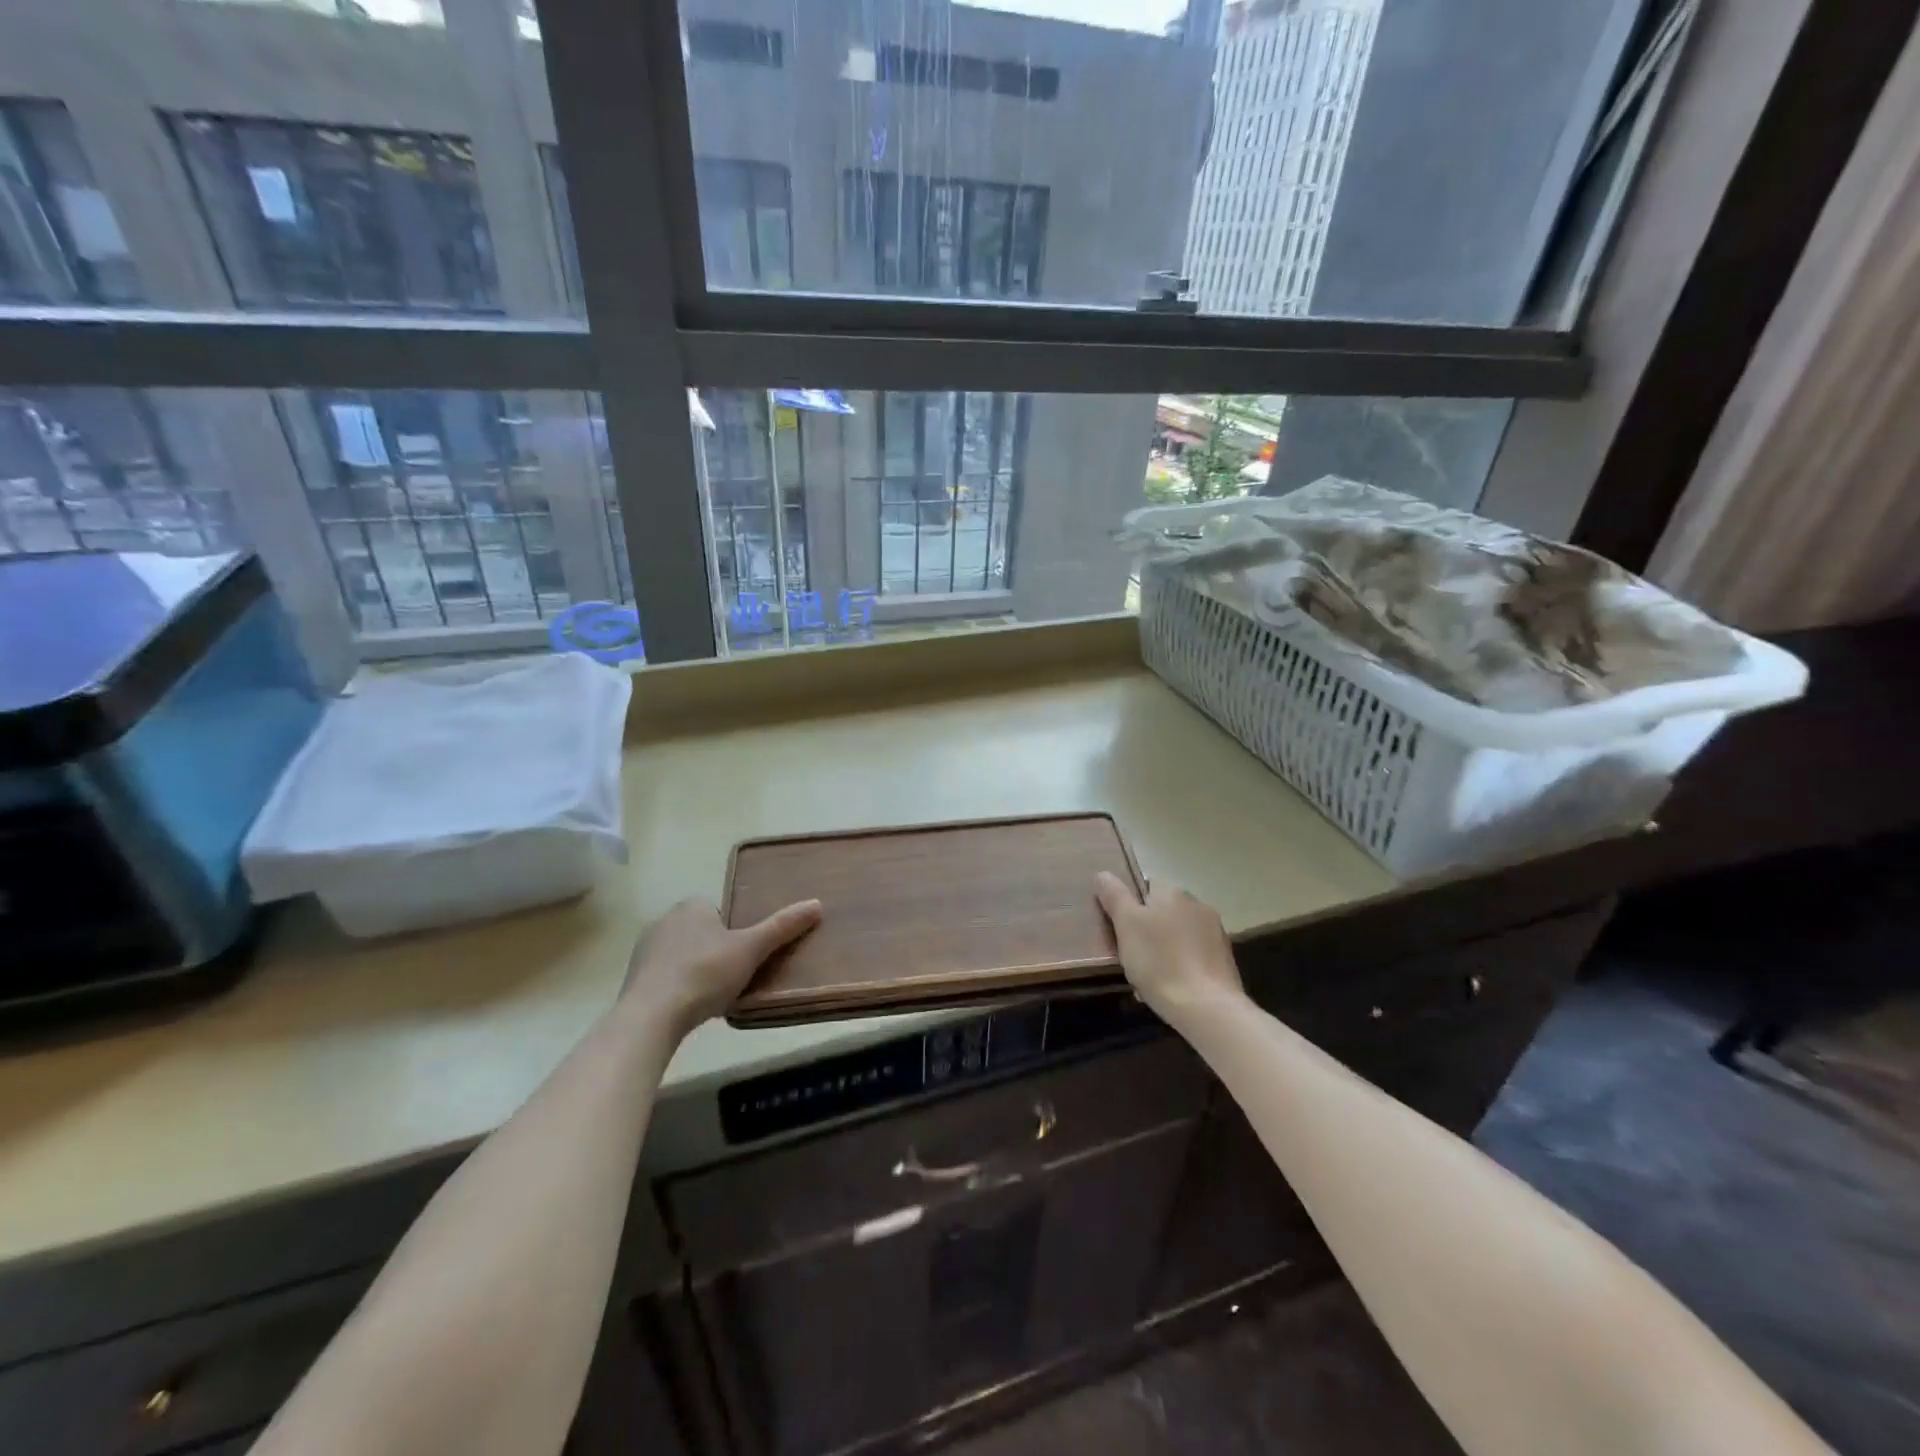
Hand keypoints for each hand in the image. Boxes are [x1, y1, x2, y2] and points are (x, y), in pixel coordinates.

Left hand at [620, 897, 821, 1038]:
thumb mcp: (751, 949)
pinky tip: (689, 1008)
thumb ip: (782, 927)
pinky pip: (665, 977)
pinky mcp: (633, 979)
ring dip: (696, 971)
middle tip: (734, 978)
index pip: (721, 912)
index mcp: (691, 906)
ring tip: (713, 997)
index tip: (746, 957)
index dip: (735, 933)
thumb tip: (817, 903)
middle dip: (716, 952)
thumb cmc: (705, 974)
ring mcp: (645, 950)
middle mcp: (664, 920)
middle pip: (702, 933)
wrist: (651, 1016)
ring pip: (682, 955)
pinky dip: (677, 988)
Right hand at [1094, 873, 1242, 1024]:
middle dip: (1147, 929)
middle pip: (1163, 910)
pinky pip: (1193, 956)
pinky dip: (1181, 966)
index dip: (1130, 905)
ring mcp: (1215, 932)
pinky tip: (1171, 987)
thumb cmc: (1159, 961)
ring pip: (1178, 934)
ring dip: (1164, 948)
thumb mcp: (1126, 925)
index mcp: (1172, 891)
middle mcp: (1197, 904)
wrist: (1206, 1007)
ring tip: (1149, 977)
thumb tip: (1103, 874)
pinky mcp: (1224, 959)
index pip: (1145, 885)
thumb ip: (1114, 896)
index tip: (1120, 929)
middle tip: (1130, 955)